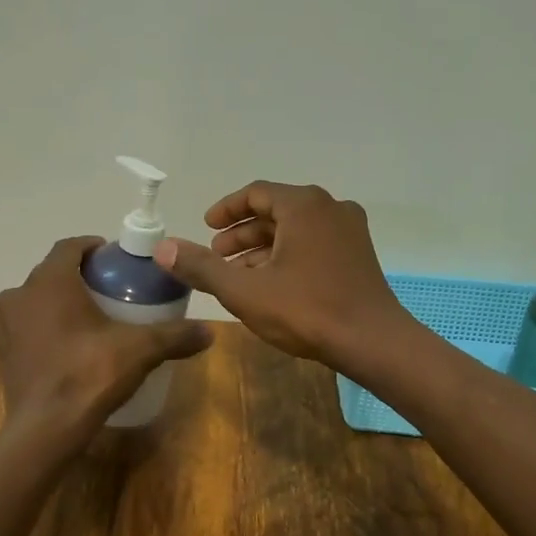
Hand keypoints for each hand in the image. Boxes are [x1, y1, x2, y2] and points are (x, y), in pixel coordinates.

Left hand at [0, 236, 211, 447]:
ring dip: (58, 304)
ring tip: (89, 321)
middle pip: (51, 274)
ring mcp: (5, 327)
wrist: (45, 430)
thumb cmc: (89, 374)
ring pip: (35, 302)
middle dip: (79, 277)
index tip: (114, 259)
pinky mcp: (2, 356)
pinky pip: (26, 330)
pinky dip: (44, 331)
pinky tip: (68, 349)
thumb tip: (209, 332)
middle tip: (108, 290)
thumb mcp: (140, 350)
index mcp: (49, 282)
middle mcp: (19, 296)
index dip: (92, 247)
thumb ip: (174, 336)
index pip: (69, 247)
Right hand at [154, 182, 411, 368]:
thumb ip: (201, 267)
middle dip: (242, 232)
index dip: (226, 209)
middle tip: (216, 254)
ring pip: (295, 229)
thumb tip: (162, 248)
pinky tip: (271, 284)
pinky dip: (287, 255)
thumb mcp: (244, 290)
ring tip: (238, 274)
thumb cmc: (307, 310)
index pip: (256, 192)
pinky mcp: (358, 255)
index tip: (206, 226)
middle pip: (276, 211)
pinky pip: (314, 243)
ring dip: (263, 247)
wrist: (373, 342)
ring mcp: (349, 231)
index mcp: (304, 205)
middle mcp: (330, 208)